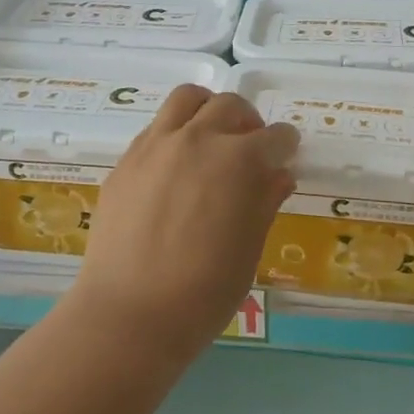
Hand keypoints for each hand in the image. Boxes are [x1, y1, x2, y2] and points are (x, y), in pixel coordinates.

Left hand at [71, 86, 298, 359]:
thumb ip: (265, 202)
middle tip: (250, 148)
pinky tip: (176, 165)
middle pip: (231, 105)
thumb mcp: (249, 250)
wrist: (129, 315)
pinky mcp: (127, 159)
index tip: (286, 154)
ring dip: (208, 109)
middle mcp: (198, 139)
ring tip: (211, 136)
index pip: (274, 138)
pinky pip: (157, 126)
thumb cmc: (203, 293)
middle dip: (249, 122)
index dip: (285, 145)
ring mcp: (157, 144)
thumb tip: (279, 175)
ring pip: (188, 98)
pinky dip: (175, 132)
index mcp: (238, 161)